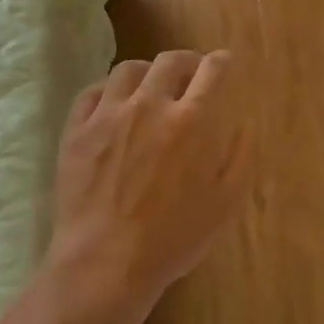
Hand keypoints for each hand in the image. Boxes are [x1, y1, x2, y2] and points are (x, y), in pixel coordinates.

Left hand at [48, 50, 248, 316]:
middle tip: (191, 72)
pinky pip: (93, 92)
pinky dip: (109, 90)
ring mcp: (108, 115)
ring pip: (128, 70)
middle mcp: (149, 106)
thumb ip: (240, 157)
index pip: (212, 71)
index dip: (222, 62)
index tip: (224, 62)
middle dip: (186, 60)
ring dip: (147, 71)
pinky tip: (114, 102)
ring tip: (151, 85)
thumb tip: (246, 123)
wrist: (105, 263)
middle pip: (170, 61)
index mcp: (190, 121)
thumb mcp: (225, 204)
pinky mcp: (77, 130)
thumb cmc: (173, 238)